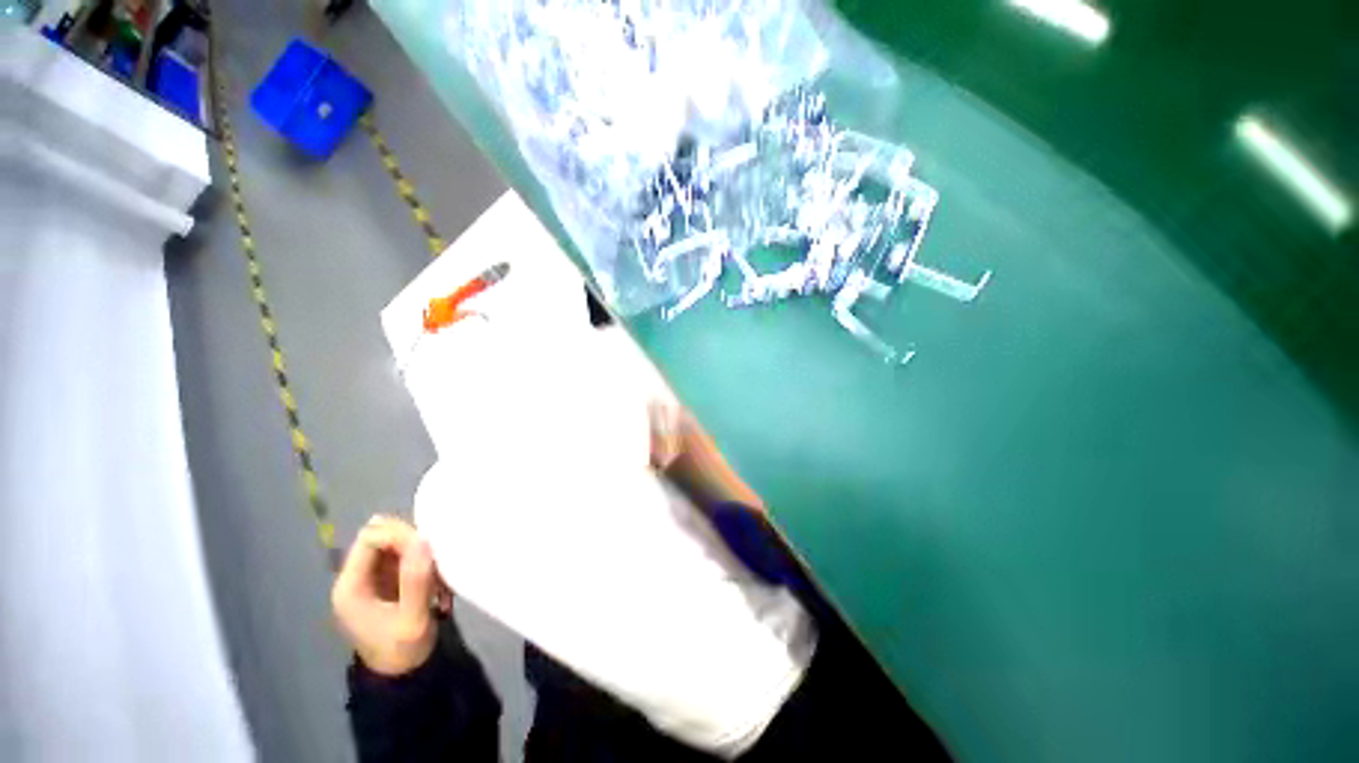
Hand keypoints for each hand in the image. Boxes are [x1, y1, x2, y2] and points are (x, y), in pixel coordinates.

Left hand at [332, 515, 452, 676]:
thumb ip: (416, 580)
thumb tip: (423, 539)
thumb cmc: (403, 651)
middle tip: (437, 557)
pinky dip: (423, 559)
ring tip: (439, 570)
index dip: (399, 534)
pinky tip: (437, 577)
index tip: (428, 546)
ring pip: (395, 543)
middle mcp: (356, 577)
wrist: (403, 676)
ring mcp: (371, 578)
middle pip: (382, 535)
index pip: (370, 538)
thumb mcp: (413, 620)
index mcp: (351, 587)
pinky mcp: (387, 580)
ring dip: (421, 551)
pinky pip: (405, 555)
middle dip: (413, 541)